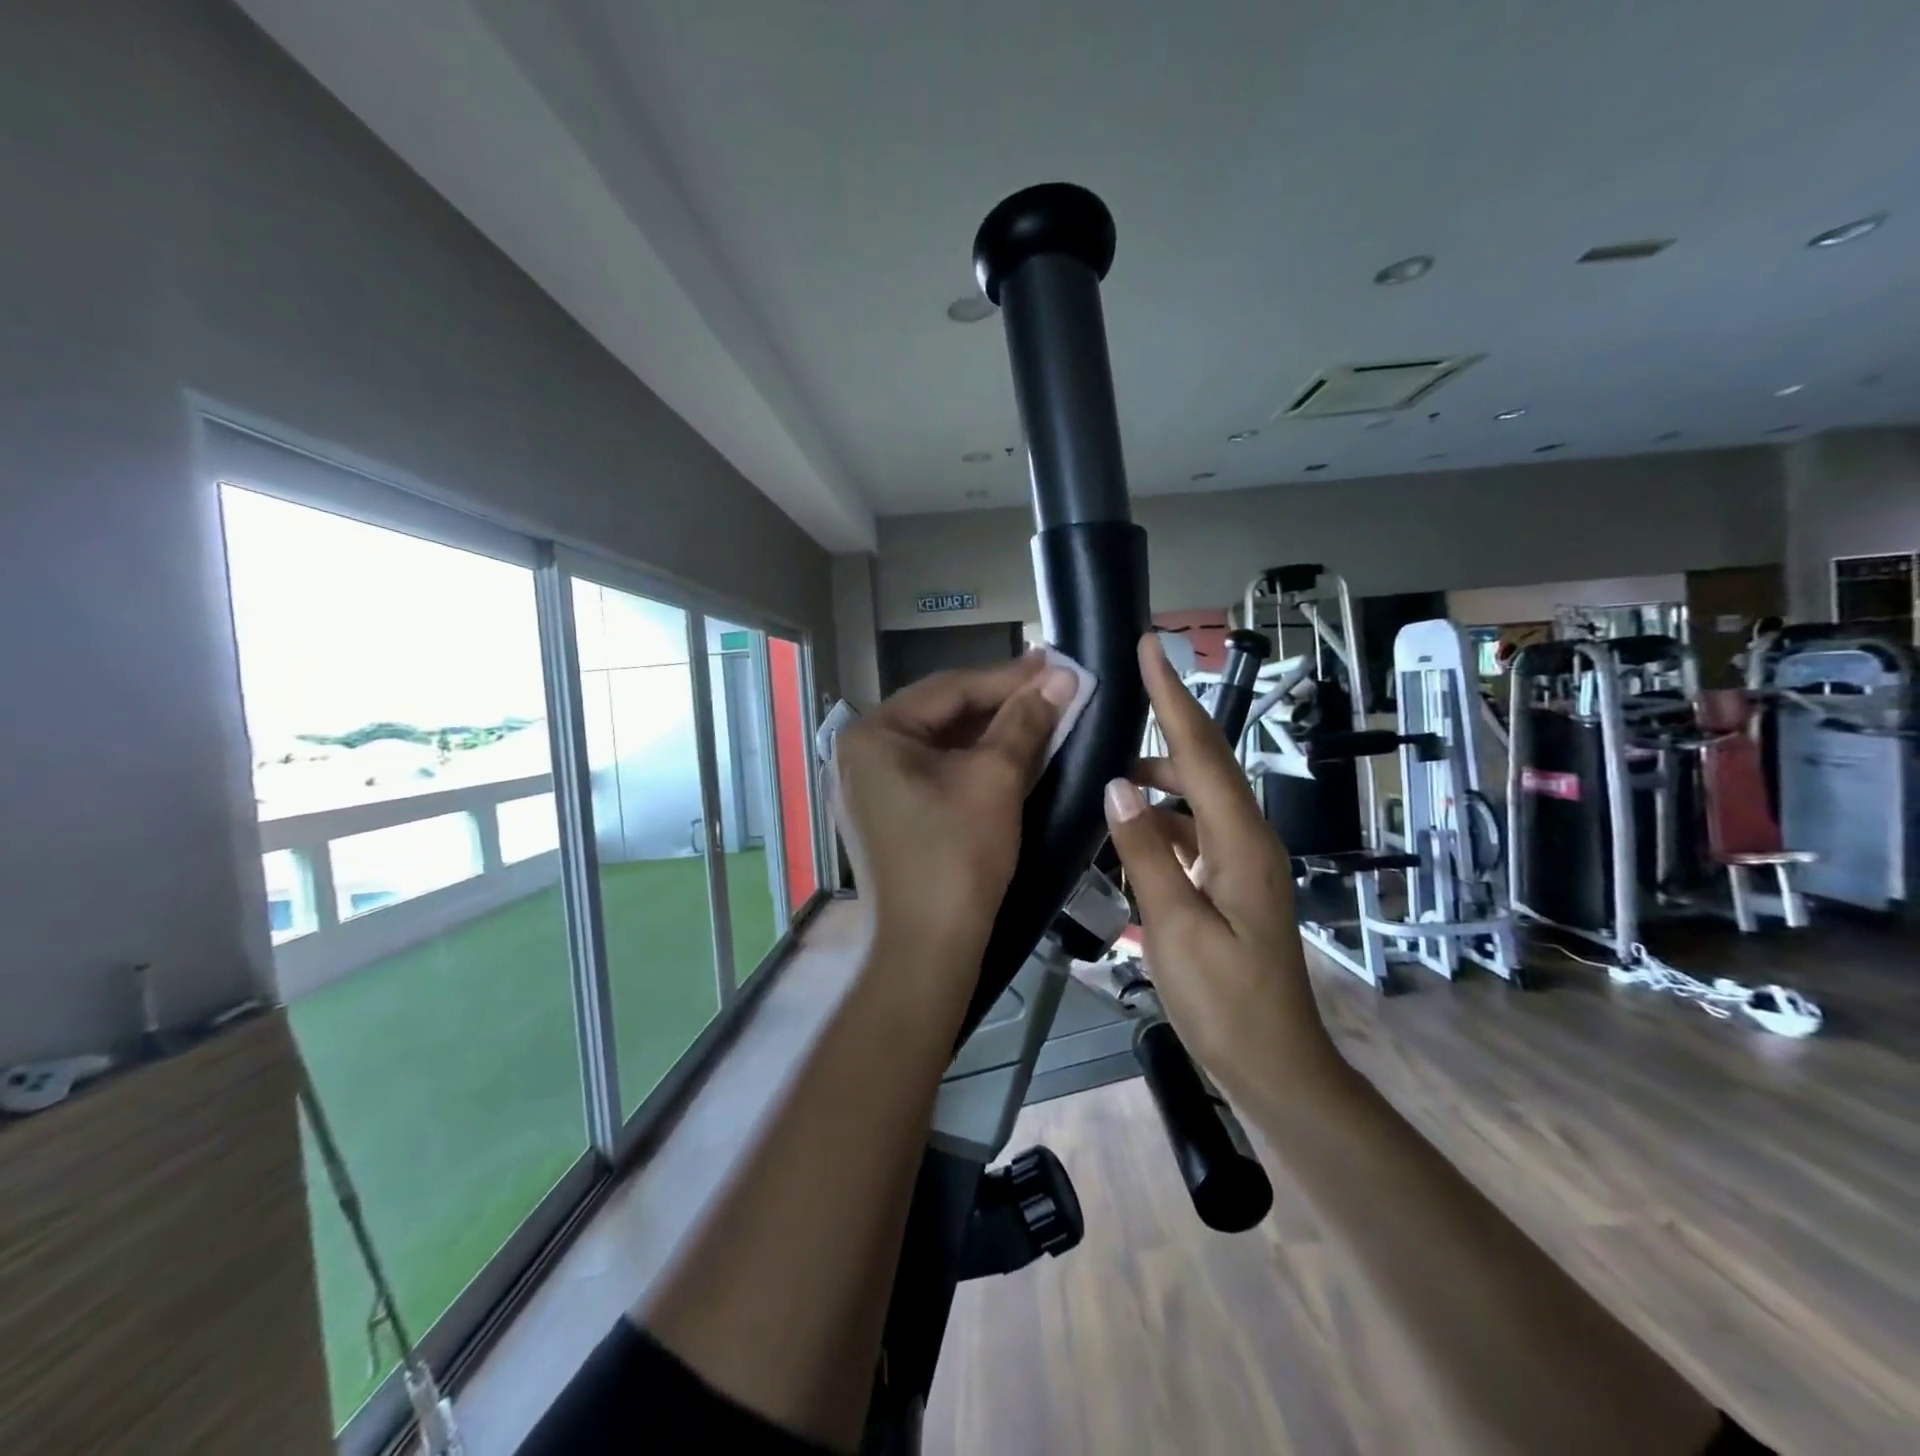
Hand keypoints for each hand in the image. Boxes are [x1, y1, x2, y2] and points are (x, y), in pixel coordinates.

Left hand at [832, 653, 1076, 983]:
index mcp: (872, 735)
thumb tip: (1062, 675)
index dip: (1009, 677)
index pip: (949, 689)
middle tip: (1053, 687)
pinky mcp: (885, 818)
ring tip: (1041, 715)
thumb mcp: (996, 779)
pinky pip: (932, 775)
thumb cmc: (957, 856)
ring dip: (990, 734)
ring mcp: (868, 789)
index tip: (1056, 664)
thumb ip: (1026, 721)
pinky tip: (1010, 755)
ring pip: (939, 746)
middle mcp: (859, 755)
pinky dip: (971, 765)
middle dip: (1000, 704)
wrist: (928, 950)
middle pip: (941, 715)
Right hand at [1102, 634, 1337, 1098]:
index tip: (1152, 645)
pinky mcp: (1232, 882)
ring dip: (1157, 776)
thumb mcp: (1176, 927)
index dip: (1173, 695)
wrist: (1275, 1065)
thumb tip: (1117, 786)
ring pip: (1197, 797)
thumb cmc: (1225, 1002)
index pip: (1202, 751)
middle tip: (1120, 693)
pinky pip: (1193, 830)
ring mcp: (1244, 861)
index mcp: (1241, 842)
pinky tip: (1128, 829)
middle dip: (1165, 720)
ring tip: (1108, 770)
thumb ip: (1145, 852)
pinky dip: (1160, 819)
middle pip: (1204, 763)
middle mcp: (1249, 838)